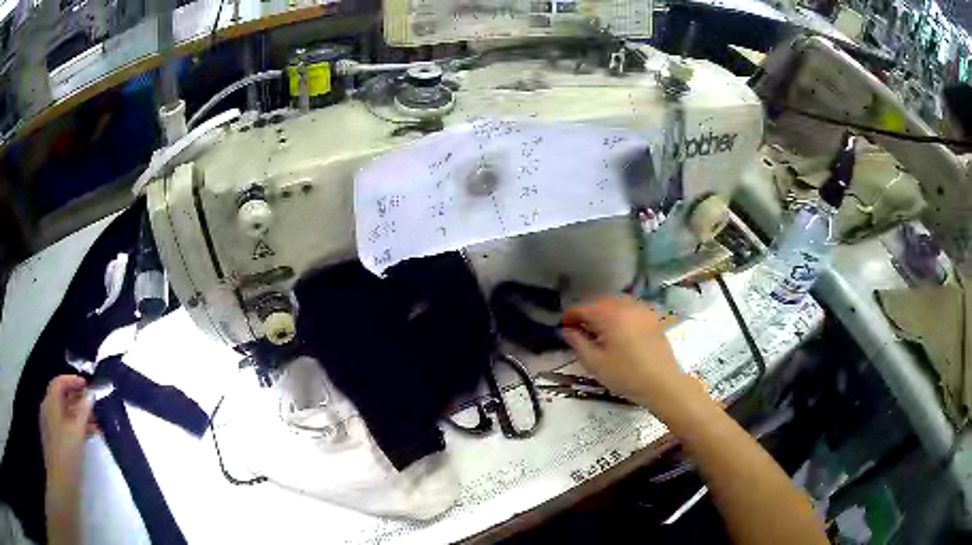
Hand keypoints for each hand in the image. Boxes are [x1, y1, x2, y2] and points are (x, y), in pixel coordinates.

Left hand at [40, 376, 93, 491]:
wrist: (61, 484)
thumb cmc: (66, 455)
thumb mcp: (76, 432)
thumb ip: (83, 412)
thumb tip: (90, 395)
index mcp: (51, 403)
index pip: (59, 382)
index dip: (72, 381)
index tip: (87, 385)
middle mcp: (48, 410)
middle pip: (62, 398)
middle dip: (77, 400)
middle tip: (94, 407)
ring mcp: (51, 426)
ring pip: (64, 414)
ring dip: (79, 416)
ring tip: (96, 426)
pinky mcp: (55, 441)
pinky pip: (64, 426)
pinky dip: (75, 427)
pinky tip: (86, 438)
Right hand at [562, 297, 703, 416]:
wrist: (662, 383)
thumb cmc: (626, 375)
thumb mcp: (595, 363)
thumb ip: (578, 343)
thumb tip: (566, 331)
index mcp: (610, 316)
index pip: (583, 309)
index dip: (569, 318)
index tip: (563, 329)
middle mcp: (626, 306)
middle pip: (600, 303)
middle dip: (587, 314)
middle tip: (579, 331)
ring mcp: (641, 310)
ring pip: (616, 304)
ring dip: (603, 313)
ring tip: (598, 331)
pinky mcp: (652, 318)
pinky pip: (630, 309)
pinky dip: (619, 314)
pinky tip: (618, 331)